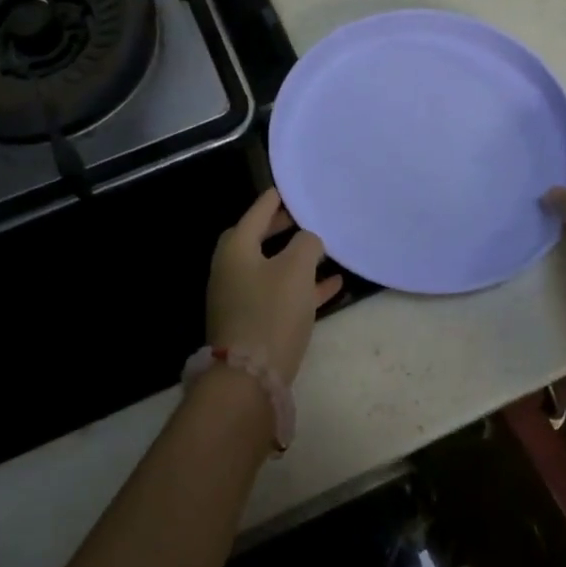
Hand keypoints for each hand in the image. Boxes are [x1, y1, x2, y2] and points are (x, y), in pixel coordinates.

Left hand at [207, 189, 342, 385]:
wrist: (249, 378)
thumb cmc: (271, 311)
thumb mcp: (296, 269)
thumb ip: (306, 244)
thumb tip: (307, 240)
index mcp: (236, 249)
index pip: (257, 212)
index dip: (275, 199)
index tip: (289, 187)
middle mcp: (231, 270)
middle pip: (258, 240)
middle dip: (282, 228)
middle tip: (305, 217)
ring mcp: (239, 299)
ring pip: (271, 269)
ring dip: (296, 259)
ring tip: (325, 249)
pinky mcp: (252, 324)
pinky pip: (279, 295)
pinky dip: (303, 287)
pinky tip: (334, 285)